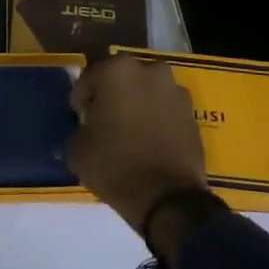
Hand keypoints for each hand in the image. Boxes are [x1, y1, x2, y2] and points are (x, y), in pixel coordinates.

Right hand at [65, 53, 208, 232]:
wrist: (167, 197)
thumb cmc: (115, 165)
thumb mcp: (76, 150)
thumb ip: (78, 129)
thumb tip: (85, 128)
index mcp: (116, 70)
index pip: (88, 78)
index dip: (81, 100)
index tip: (81, 119)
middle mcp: (149, 70)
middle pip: (121, 78)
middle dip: (111, 95)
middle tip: (104, 121)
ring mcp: (175, 90)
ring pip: (147, 91)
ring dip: (137, 104)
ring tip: (130, 132)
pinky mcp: (192, 113)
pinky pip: (166, 109)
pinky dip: (157, 118)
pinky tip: (150, 141)